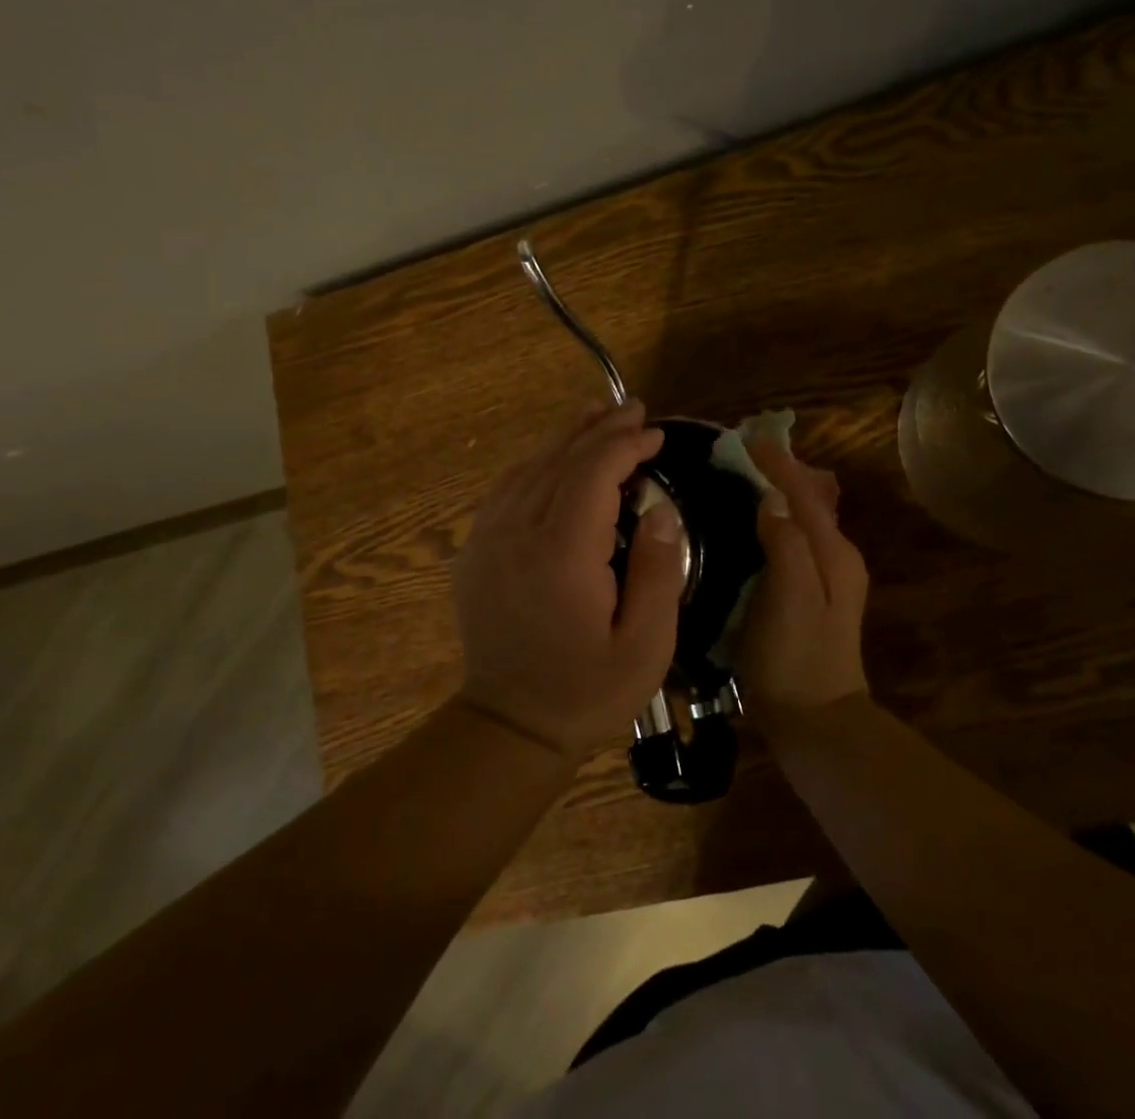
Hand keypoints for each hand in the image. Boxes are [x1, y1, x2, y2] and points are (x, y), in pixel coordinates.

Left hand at [452, 402, 686, 758]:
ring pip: (530, 467)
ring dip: (567, 437)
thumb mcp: (646, 645)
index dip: (626, 445)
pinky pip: (507, 488)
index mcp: (561, 553)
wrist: (508, 725)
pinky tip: (554, 456)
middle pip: (561, 460)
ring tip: (597, 413)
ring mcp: (488, 538)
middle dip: (600, 429)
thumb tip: (659, 509)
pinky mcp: (475, 549)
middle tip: (633, 409)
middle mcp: (518, 532)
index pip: (594, 472)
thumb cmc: (587, 690)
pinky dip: (536, 462)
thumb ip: (658, 570)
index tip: (656, 435)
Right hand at [739, 438, 869, 735]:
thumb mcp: (789, 596)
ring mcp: (827, 577)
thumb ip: (785, 542)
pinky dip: (772, 521)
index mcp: (833, 552)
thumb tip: (771, 497)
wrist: (815, 723)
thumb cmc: (796, 658)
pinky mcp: (810, 595)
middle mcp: (836, 557)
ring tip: (739, 477)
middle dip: (776, 472)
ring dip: (774, 494)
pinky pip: (791, 541)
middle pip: (806, 500)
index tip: (744, 437)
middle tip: (737, 454)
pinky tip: (749, 524)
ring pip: (800, 519)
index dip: (775, 462)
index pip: (802, 492)